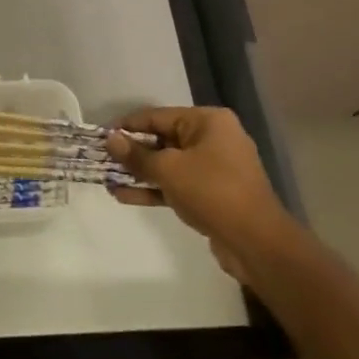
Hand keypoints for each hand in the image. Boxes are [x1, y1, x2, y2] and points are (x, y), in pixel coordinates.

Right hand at [106, 107, 293, 282]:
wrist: (256, 243)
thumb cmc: (212, 191)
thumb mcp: (168, 169)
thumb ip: (136, 155)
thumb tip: (110, 139)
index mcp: (208, 122)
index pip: (157, 116)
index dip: (127, 125)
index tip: (101, 135)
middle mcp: (213, 139)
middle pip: (162, 139)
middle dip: (132, 152)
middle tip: (102, 159)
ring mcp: (214, 168)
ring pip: (168, 164)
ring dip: (139, 172)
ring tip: (108, 179)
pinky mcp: (212, 193)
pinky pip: (177, 184)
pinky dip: (154, 189)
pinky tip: (124, 196)